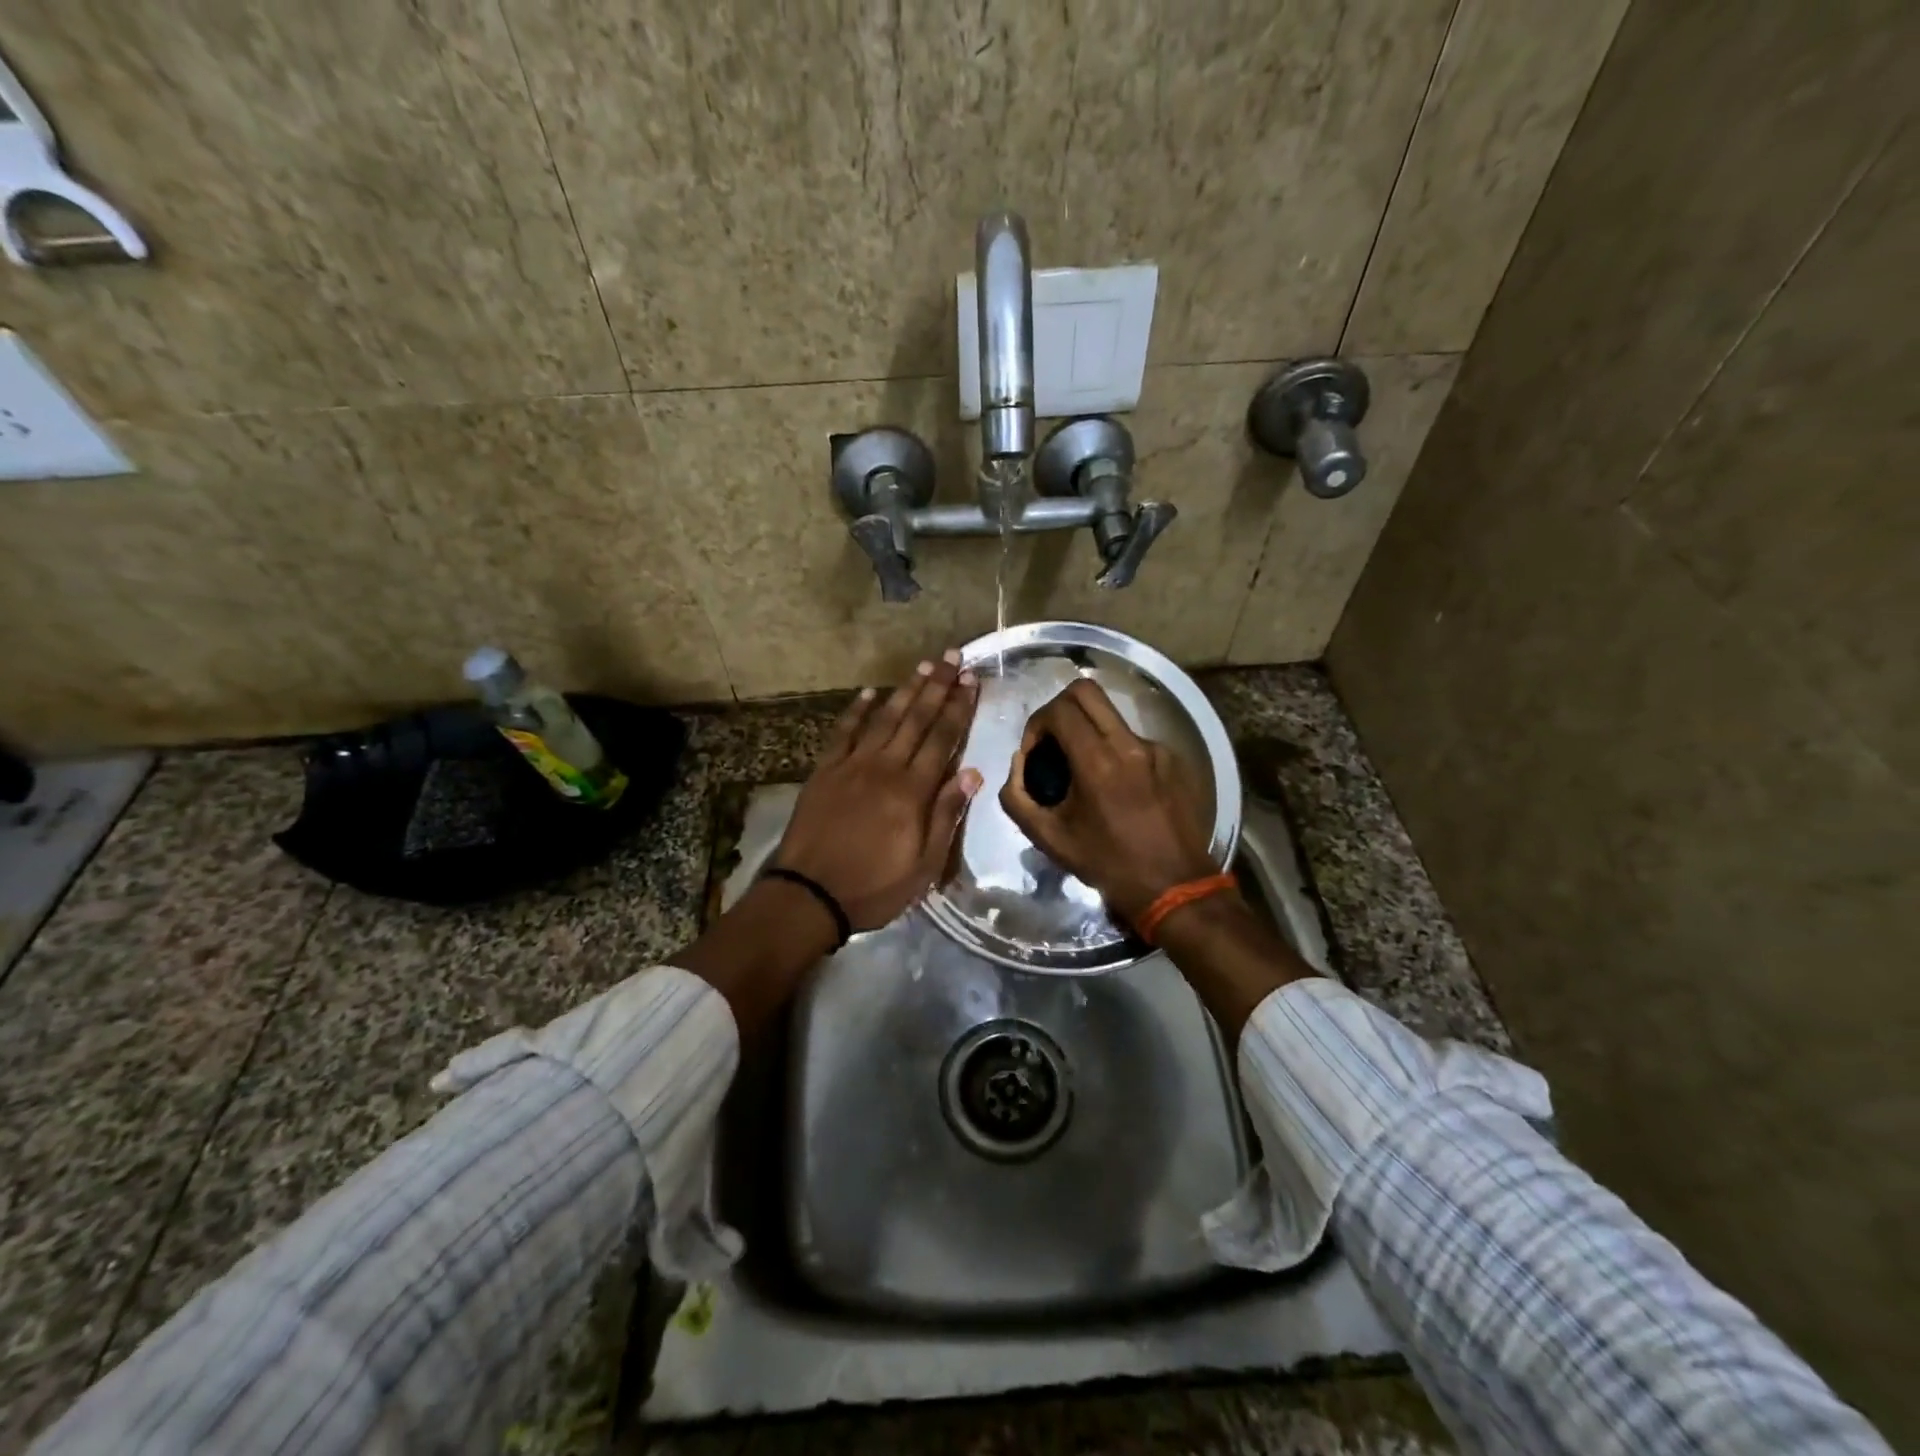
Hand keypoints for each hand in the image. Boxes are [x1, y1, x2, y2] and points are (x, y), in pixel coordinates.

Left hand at [773, 650, 981, 930]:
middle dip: (937, 686)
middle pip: (916, 719)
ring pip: (884, 718)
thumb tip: (971, 773)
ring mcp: (851, 765)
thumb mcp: (923, 865)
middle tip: (952, 657)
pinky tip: (869, 693)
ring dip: (905, 690)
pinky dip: (856, 710)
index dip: (959, 707)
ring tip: (923, 666)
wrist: (808, 894)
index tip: (971, 680)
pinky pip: (843, 732)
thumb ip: (945, 815)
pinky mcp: (825, 770)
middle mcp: (884, 767)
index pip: (942, 738)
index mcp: (912, 791)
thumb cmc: (873, 887)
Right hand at [999, 678, 1216, 924]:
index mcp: (1097, 762)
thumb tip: (1018, 763)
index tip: (1034, 752)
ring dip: (1088, 730)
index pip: (1059, 710)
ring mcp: (1156, 749)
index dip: (1037, 723)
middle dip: (1059, 708)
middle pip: (1086, 691)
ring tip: (1084, 769)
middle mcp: (1129, 744)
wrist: (1175, 886)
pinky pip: (1133, 739)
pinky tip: (1117, 787)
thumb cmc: (1108, 864)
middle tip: (1053, 741)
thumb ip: (1017, 796)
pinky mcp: (1174, 759)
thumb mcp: (1049, 838)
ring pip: (1111, 715)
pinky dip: (1115, 751)